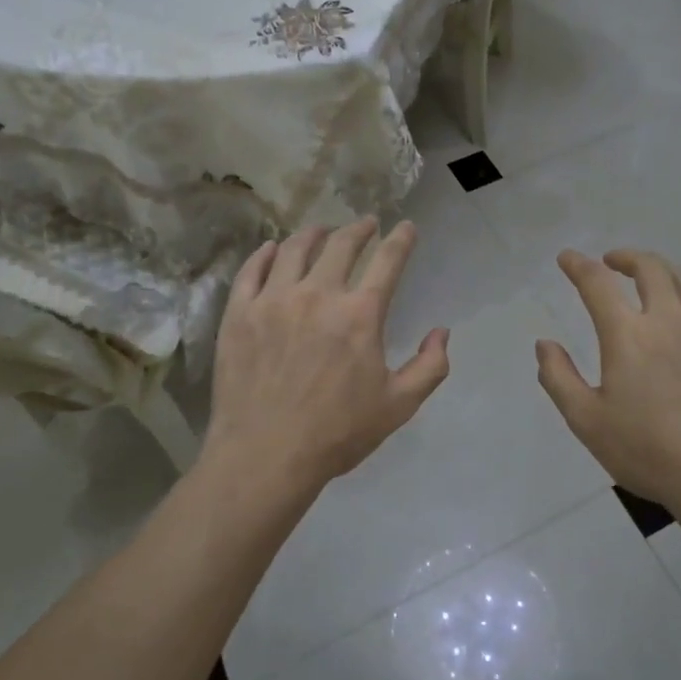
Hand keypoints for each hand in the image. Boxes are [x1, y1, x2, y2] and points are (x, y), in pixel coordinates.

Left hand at [205, 218, 450, 495]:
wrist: (264, 456)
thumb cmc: (336, 433)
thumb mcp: (398, 406)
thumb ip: (429, 366)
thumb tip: (441, 331)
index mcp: (359, 314)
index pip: (387, 261)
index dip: (401, 239)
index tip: (407, 226)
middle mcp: (317, 294)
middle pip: (341, 245)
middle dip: (359, 228)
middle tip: (366, 223)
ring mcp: (273, 300)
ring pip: (294, 249)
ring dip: (313, 233)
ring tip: (321, 230)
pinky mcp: (239, 313)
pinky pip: (252, 270)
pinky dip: (264, 253)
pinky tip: (272, 248)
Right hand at [536, 249, 680, 511]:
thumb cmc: (647, 451)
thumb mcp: (586, 420)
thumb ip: (558, 377)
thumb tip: (544, 344)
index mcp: (628, 334)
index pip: (597, 283)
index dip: (578, 265)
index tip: (567, 258)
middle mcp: (670, 320)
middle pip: (650, 268)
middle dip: (627, 258)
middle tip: (613, 262)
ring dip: (664, 272)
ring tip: (653, 279)